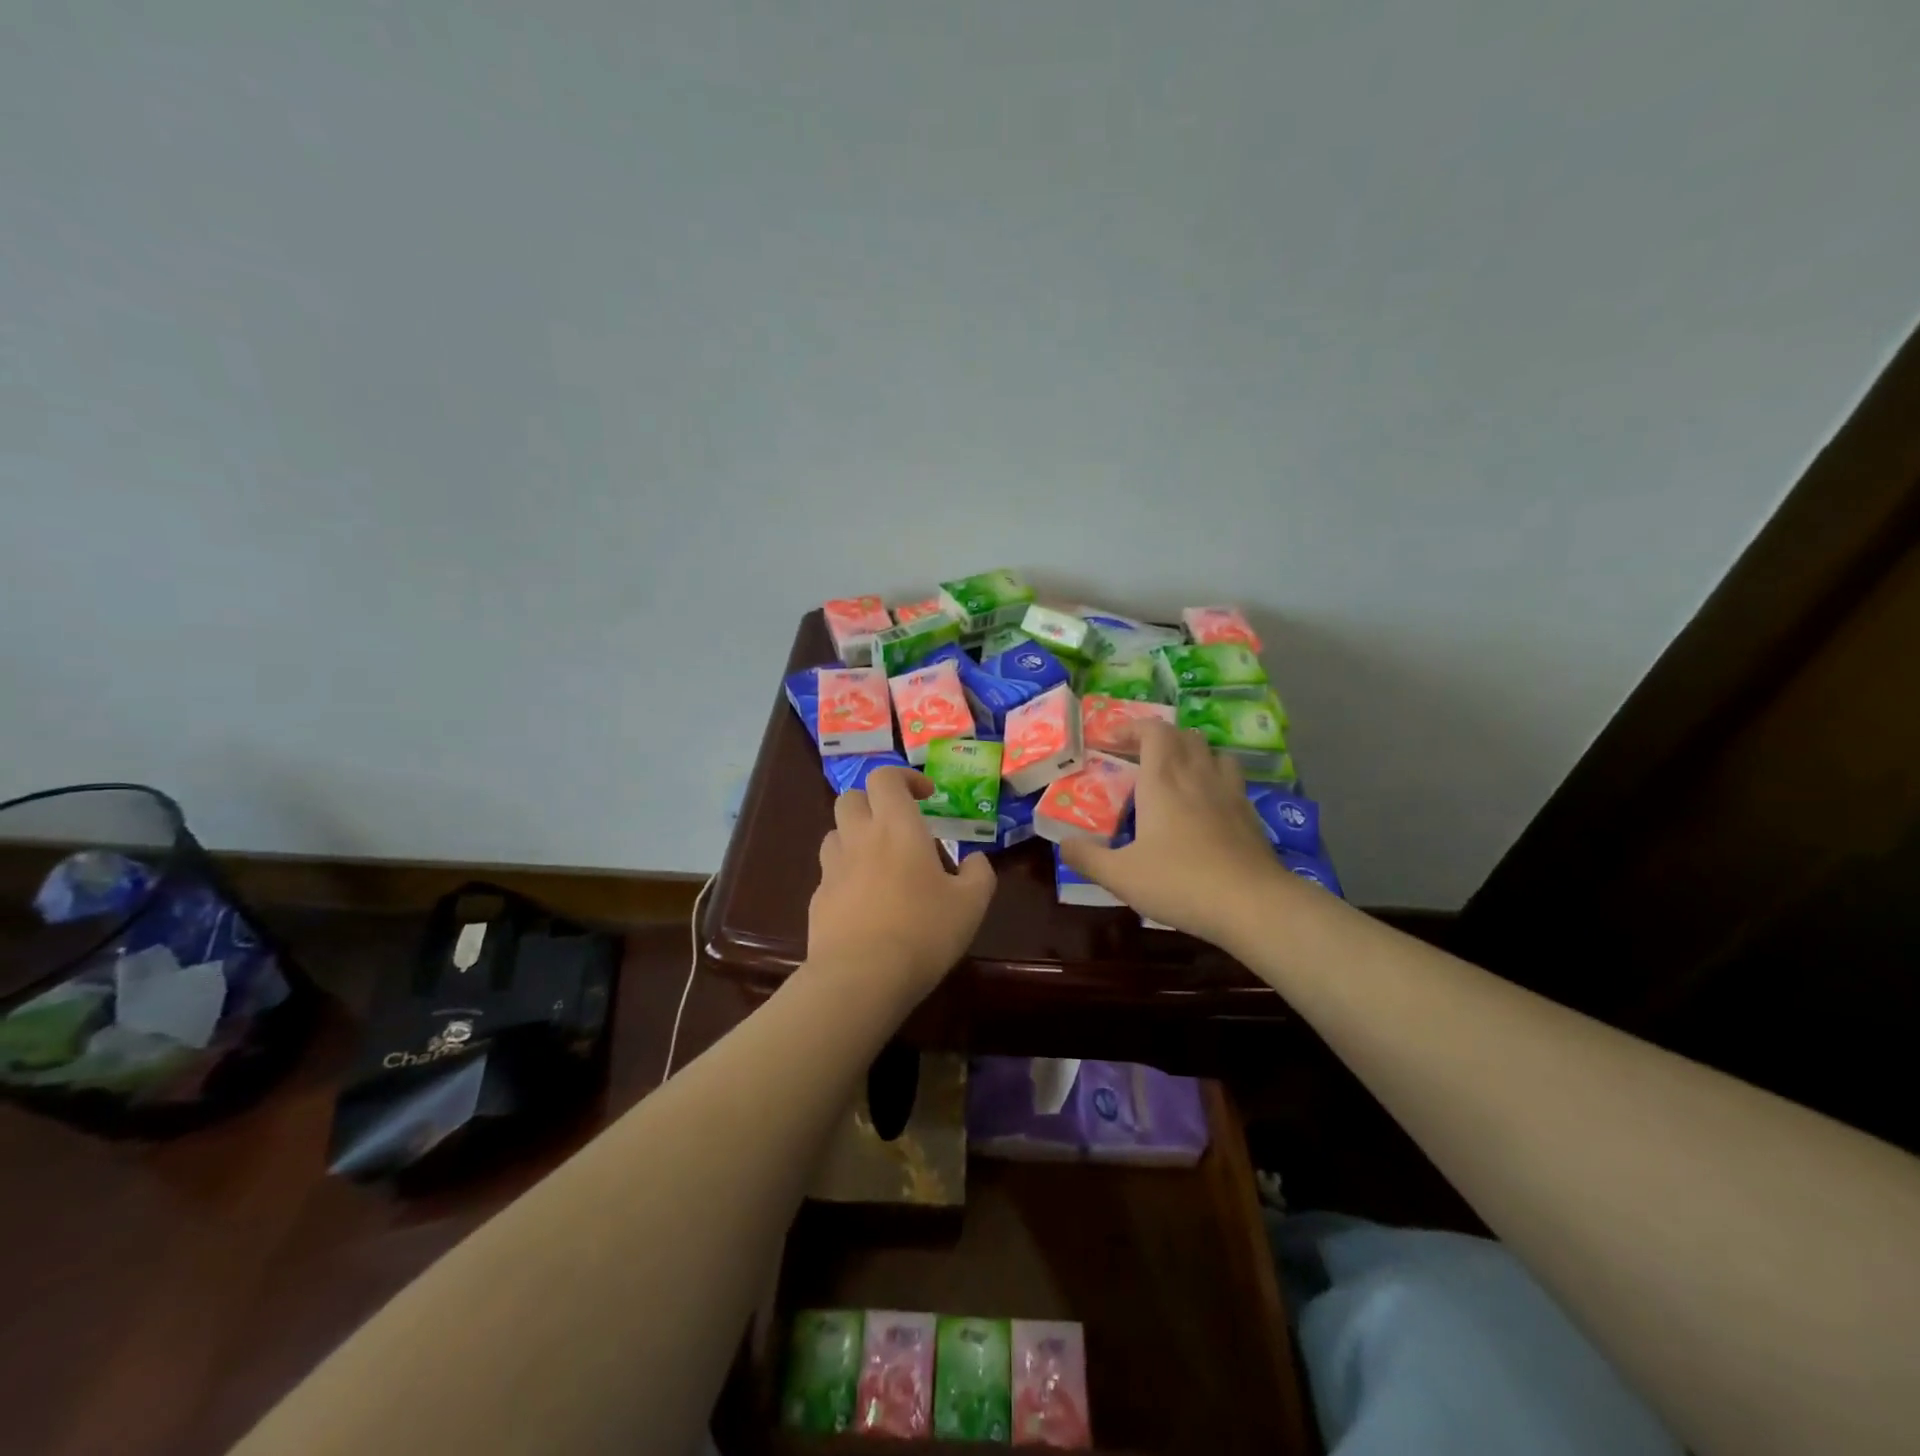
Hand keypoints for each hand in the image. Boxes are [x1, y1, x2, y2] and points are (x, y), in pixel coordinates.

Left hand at [808, 766, 996, 1001]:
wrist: (860, 978)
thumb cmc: (922, 931)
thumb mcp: (970, 904)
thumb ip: (978, 874)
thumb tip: (975, 860)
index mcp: (896, 827)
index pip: (886, 777)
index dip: (905, 778)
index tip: (925, 796)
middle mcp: (859, 837)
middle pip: (852, 798)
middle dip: (874, 803)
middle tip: (898, 826)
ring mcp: (833, 868)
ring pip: (835, 833)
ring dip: (856, 836)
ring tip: (880, 862)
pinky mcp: (818, 899)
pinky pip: (830, 873)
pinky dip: (846, 875)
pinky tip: (865, 903)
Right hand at [1061, 721, 1284, 947]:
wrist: (1253, 904)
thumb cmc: (1180, 882)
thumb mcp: (1121, 876)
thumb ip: (1087, 858)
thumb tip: (1063, 844)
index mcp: (1163, 780)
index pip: (1152, 730)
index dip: (1132, 727)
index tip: (1111, 740)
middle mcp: (1197, 775)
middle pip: (1183, 735)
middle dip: (1159, 738)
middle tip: (1139, 758)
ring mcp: (1229, 792)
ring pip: (1212, 752)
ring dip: (1191, 753)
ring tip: (1176, 774)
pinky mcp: (1250, 813)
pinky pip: (1231, 779)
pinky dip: (1214, 779)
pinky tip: (1206, 805)